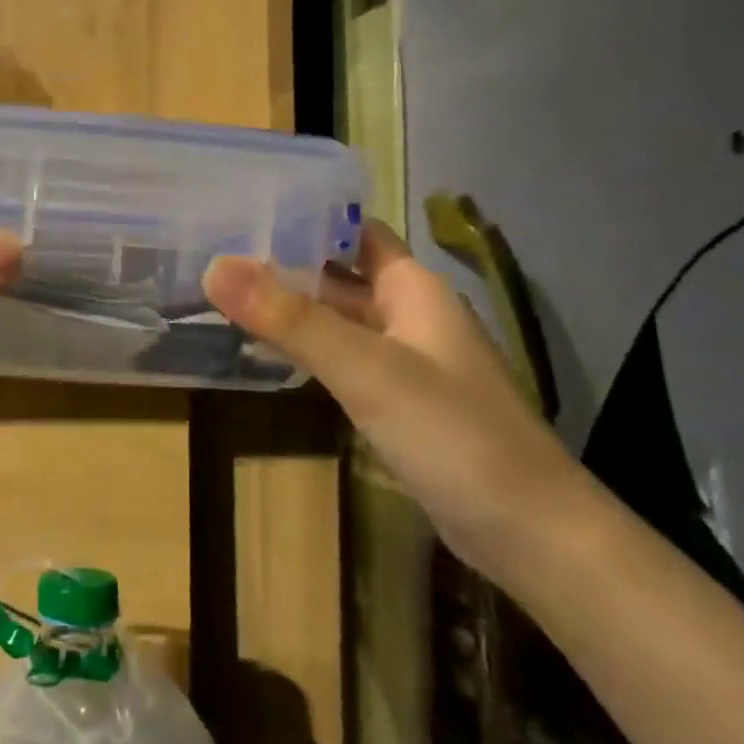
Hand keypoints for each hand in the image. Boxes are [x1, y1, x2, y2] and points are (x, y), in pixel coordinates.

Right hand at [203, 222, 582, 578]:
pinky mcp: (399, 405)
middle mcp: (410, 317)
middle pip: (340, 276)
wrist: (529, 532)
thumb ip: (291, 319)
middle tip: (214, 257)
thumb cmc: (453, 434)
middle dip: (284, 264)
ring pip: (338, 321)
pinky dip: (306, 352)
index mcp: (413, 290)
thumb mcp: (367, 369)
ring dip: (290, 309)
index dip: (304, 217)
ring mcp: (406, 363)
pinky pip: (343, 362)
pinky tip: (266, 356)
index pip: (355, 231)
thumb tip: (214, 267)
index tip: (241, 210)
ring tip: (223, 298)